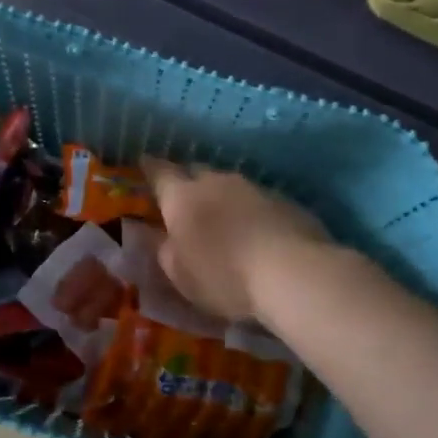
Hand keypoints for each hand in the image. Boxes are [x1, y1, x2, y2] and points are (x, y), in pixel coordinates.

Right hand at [140, 159, 330, 323]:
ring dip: (221, 196)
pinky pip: (258, 199)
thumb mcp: (180, 275)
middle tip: (183, 197)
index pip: (160, 172)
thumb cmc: (224, 276)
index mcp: (182, 197)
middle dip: (187, 180)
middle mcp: (216, 182)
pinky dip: (250, 210)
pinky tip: (256, 230)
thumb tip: (165, 238)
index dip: (150, 167)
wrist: (293, 272)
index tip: (144, 161)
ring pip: (229, 184)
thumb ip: (166, 251)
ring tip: (222, 216)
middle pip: (196, 171)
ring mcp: (254, 187)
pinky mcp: (285, 200)